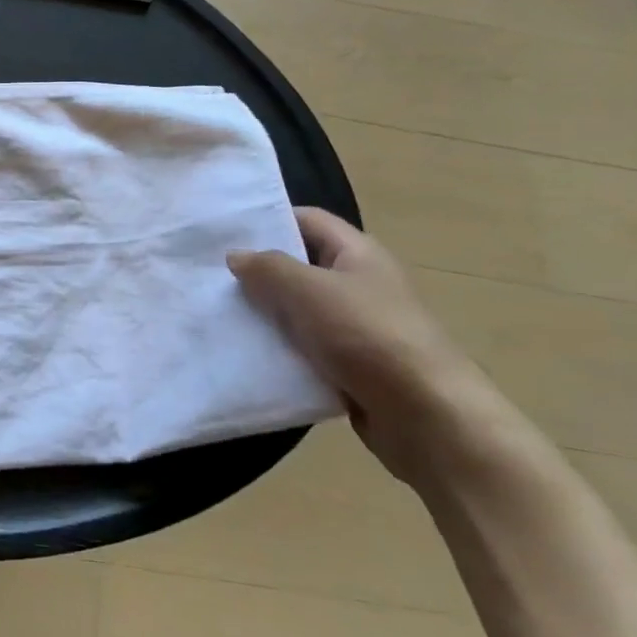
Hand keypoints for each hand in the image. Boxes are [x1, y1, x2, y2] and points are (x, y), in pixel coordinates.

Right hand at [229, 208, 529, 494]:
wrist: (426, 416)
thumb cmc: (367, 335)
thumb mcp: (308, 290)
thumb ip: (267, 268)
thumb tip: (237, 257)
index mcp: (358, 253)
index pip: (307, 220)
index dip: (268, 221)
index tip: (223, 234)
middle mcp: (359, 283)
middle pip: (300, 265)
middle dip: (259, 271)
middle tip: (211, 277)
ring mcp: (356, 326)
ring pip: (298, 310)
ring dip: (265, 314)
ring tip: (219, 315)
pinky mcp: (350, 365)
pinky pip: (305, 347)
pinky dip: (279, 349)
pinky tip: (247, 353)